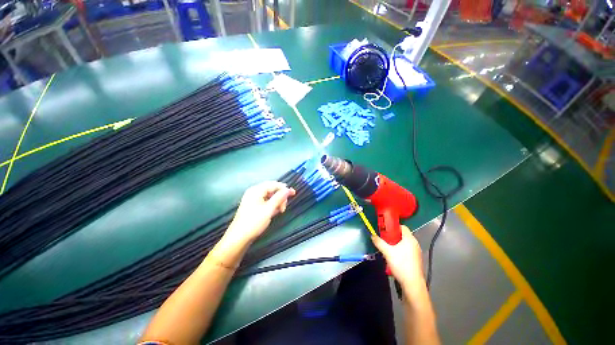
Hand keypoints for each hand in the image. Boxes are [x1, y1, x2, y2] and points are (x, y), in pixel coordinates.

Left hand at [225, 181, 295, 246]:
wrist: (239, 238)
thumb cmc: (254, 221)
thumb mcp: (269, 209)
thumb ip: (280, 197)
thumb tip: (288, 189)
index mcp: (256, 190)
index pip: (273, 184)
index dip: (284, 188)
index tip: (293, 193)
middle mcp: (254, 192)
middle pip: (271, 189)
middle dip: (280, 196)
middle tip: (284, 207)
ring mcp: (253, 199)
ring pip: (270, 196)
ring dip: (277, 202)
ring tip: (281, 210)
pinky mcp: (254, 206)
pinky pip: (266, 202)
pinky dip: (272, 205)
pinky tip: (276, 211)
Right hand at [372, 225, 423, 288]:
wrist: (412, 284)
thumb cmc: (401, 264)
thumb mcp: (387, 252)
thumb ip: (379, 242)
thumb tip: (372, 235)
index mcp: (409, 239)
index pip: (402, 227)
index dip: (393, 226)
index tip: (385, 229)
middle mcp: (415, 244)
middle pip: (403, 235)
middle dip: (392, 235)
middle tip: (384, 238)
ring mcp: (416, 252)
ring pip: (404, 243)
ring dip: (396, 243)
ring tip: (387, 247)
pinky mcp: (416, 259)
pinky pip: (407, 250)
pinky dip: (400, 250)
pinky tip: (394, 256)